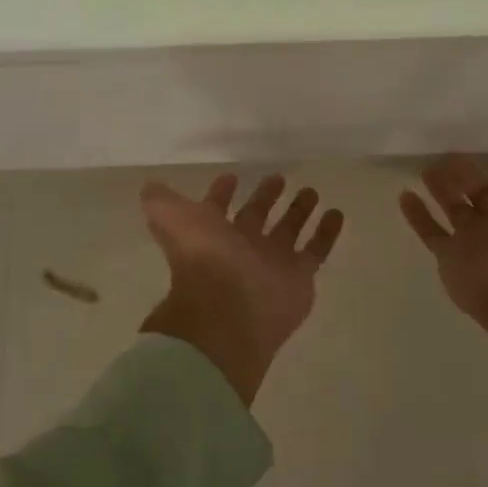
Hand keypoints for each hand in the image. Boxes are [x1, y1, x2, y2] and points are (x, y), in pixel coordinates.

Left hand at [141, 173, 344, 404]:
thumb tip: (150, 186)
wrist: (231, 309)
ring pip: (289, 230)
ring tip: (311, 191)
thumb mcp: (171, 219)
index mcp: (212, 235)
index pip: (216, 210)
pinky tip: (336, 213)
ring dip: (299, 211)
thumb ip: (161, 201)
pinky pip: (317, 249)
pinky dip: (327, 232)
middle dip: (265, 198)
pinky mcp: (300, 276)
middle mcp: (242, 248)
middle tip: (278, 177)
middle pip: (256, 218)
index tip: (231, 177)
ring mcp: (272, 263)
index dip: (220, 194)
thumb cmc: (203, 259)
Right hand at [401, 151, 487, 419]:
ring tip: (427, 167)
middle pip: (481, 194)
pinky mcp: (451, 258)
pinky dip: (416, 215)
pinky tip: (404, 194)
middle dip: (467, 175)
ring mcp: (475, 242)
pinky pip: (430, 232)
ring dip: (441, 189)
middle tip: (449, 153)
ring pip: (453, 209)